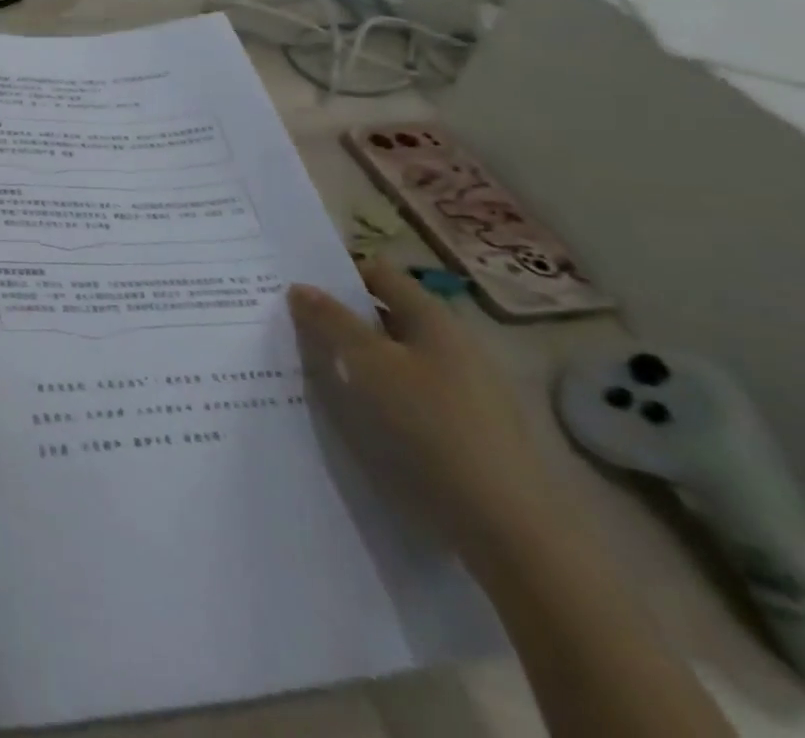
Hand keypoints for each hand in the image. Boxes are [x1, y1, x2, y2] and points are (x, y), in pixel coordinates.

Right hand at [288, 260, 559, 568]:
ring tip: (317, 375)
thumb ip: (330, 322)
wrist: (509, 529)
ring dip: (358, 360)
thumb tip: (301, 288)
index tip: (298, 290)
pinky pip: (411, 395)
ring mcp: (466, 390)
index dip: (337, 275)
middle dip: (342, 320)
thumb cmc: (429, 427)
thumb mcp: (367, 366)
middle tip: (295, 330)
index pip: (379, 274)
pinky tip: (357, 417)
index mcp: (434, 319)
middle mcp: (454, 345)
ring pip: (397, 358)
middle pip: (387, 316)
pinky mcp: (468, 431)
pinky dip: (380, 394)